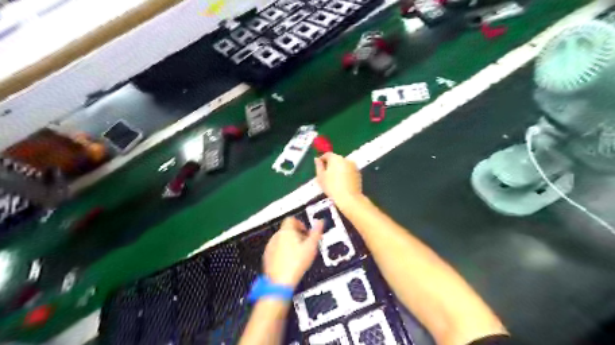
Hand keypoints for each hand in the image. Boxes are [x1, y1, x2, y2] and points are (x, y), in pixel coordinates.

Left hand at [262, 218, 323, 287]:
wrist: (280, 282)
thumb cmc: (296, 263)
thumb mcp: (311, 246)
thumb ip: (316, 232)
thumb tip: (320, 222)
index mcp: (286, 231)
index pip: (291, 219)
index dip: (300, 223)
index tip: (306, 231)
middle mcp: (276, 236)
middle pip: (286, 229)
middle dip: (296, 234)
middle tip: (305, 243)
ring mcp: (270, 246)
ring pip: (281, 239)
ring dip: (289, 242)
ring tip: (298, 253)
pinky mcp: (267, 257)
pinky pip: (276, 249)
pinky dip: (282, 251)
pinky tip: (289, 261)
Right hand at [314, 152, 360, 202]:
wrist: (349, 198)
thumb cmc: (332, 187)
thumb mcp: (321, 177)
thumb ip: (318, 166)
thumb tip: (317, 159)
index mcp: (336, 158)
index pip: (327, 154)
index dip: (322, 159)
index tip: (319, 165)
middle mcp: (346, 159)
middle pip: (336, 159)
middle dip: (331, 164)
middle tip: (326, 174)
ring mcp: (353, 166)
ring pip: (343, 164)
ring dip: (338, 169)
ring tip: (334, 179)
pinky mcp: (358, 173)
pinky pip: (349, 170)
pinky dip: (345, 173)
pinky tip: (342, 182)